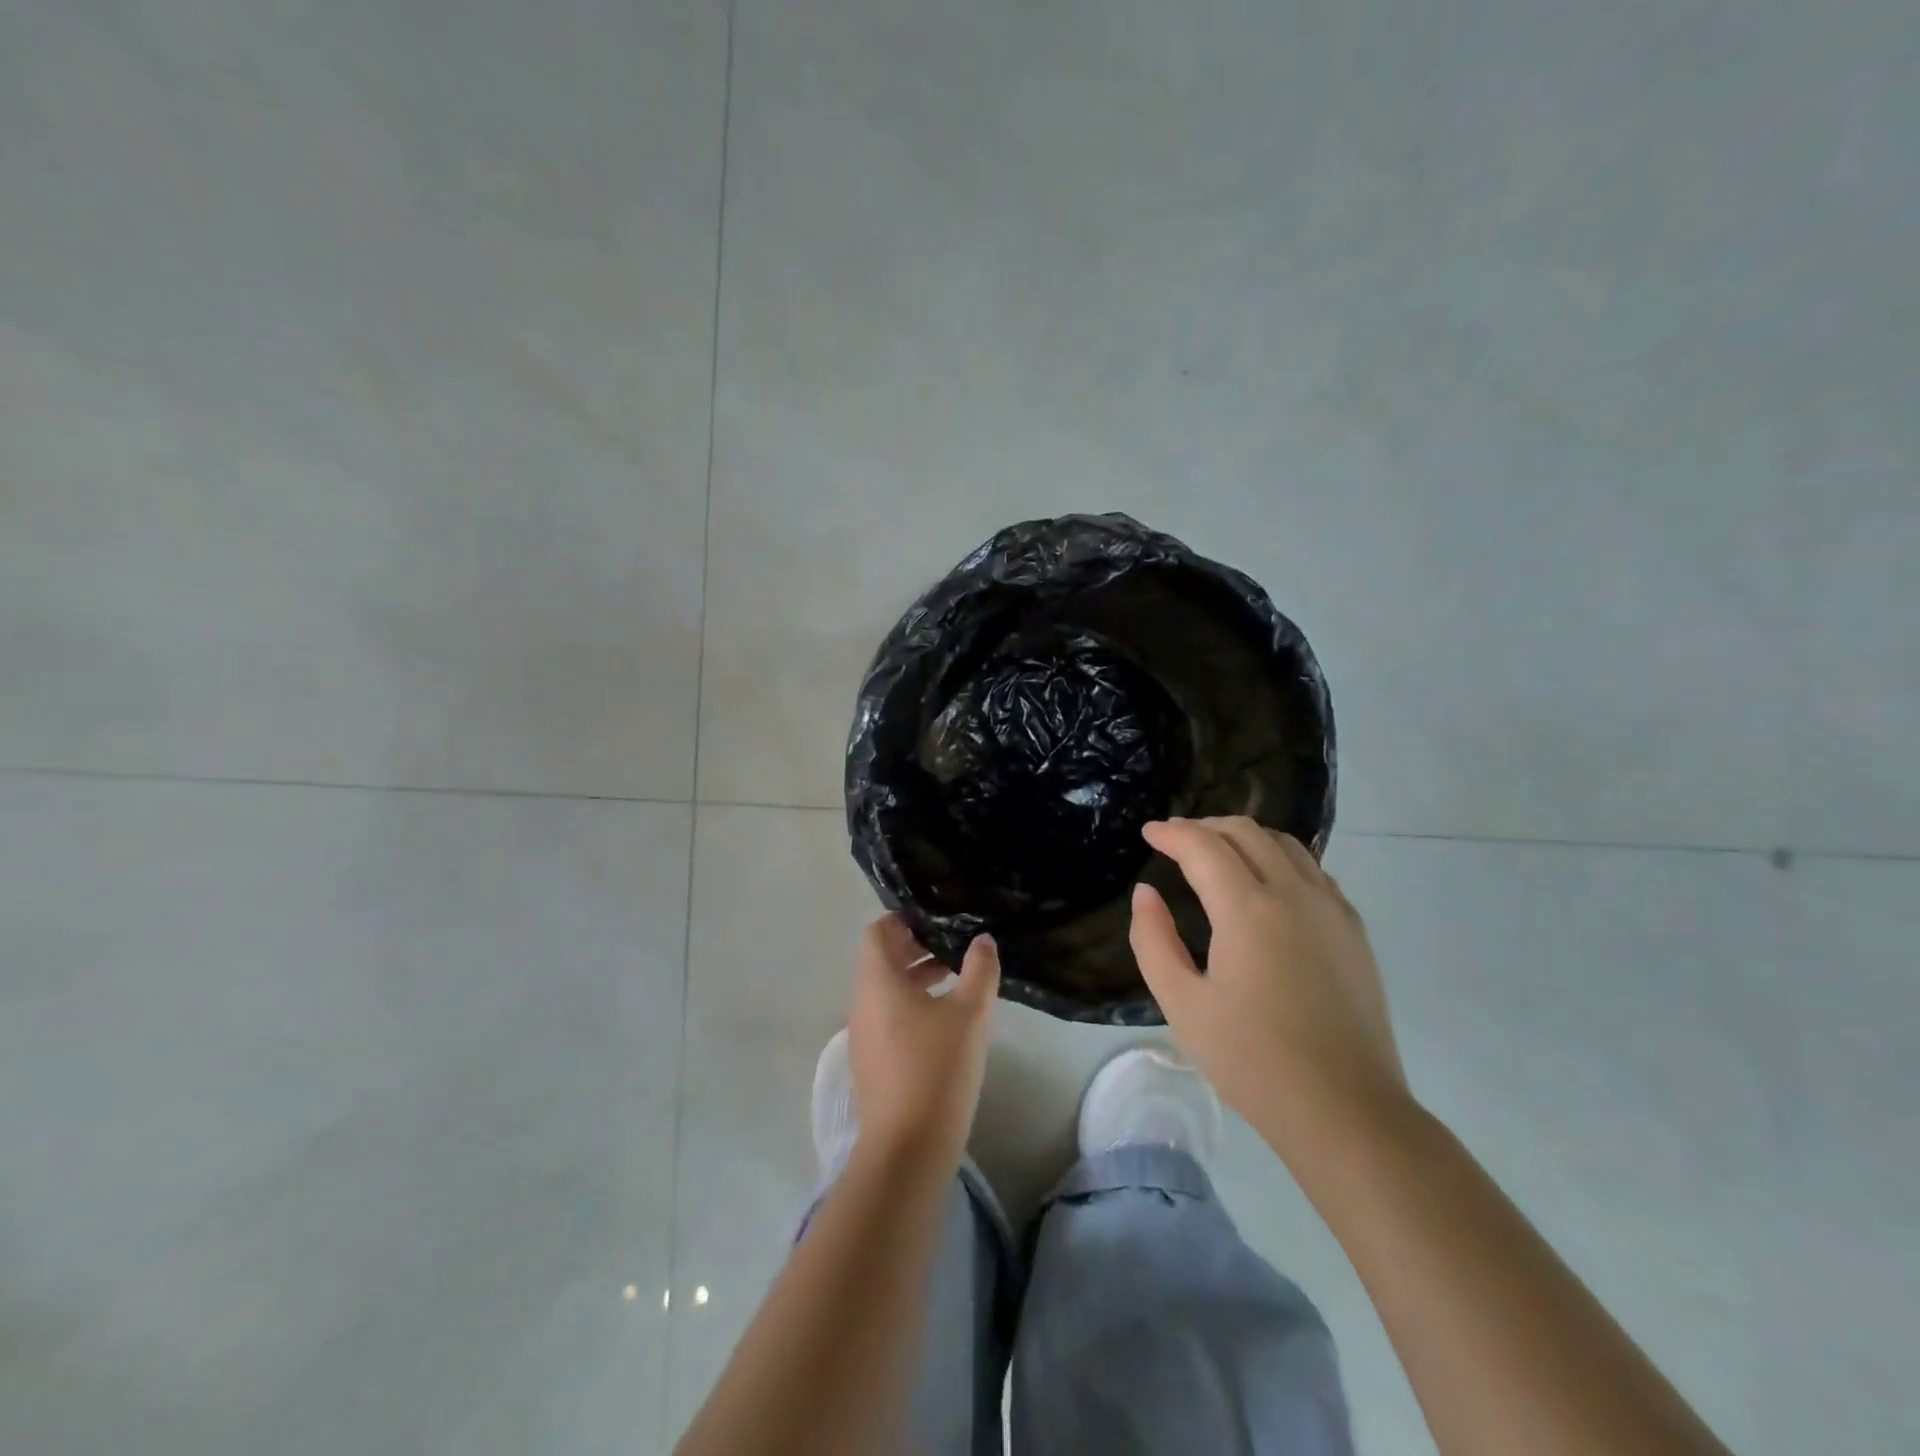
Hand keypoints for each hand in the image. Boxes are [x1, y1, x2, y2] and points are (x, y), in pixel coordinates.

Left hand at [847, 915, 999, 1166]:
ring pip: (885, 991)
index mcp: (877, 982)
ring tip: (954, 981)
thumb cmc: (937, 1067)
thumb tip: (982, 941)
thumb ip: (979, 970)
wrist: (908, 1148)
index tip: (936, 920)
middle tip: (953, 948)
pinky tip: (944, 1024)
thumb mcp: (970, 1013)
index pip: (878, 932)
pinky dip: (910, 1007)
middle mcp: (862, 1003)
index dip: (903, 921)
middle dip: (915, 949)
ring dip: (915, 979)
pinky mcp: (870, 1063)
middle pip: (881, 961)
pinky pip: (887, 1018)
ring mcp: (862, 1036)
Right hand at [1131, 817, 1410, 1151]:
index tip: (1149, 833)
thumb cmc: (1252, 1061)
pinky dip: (1279, 859)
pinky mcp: (1353, 930)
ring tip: (1217, 855)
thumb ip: (1153, 940)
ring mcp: (1332, 909)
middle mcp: (1294, 893)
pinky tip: (1265, 885)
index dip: (1172, 833)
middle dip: (1205, 826)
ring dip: (1244, 838)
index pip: (1203, 845)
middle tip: (1176, 841)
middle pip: (1247, 832)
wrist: (1346, 1111)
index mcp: (1248, 909)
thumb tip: (1146, 893)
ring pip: (1285, 844)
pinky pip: (1312, 871)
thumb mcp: (1182, 1004)